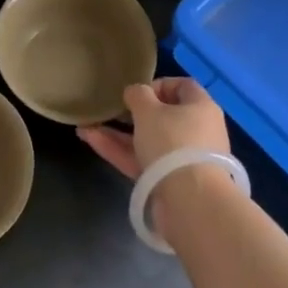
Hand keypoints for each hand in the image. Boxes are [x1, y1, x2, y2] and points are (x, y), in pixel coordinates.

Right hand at [77, 78, 228, 180]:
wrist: (189, 201)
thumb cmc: (173, 142)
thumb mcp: (149, 110)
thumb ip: (138, 95)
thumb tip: (135, 92)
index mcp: (201, 107)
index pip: (183, 87)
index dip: (158, 85)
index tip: (135, 93)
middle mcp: (196, 131)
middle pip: (163, 117)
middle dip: (132, 113)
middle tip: (111, 111)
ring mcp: (183, 159)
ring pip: (148, 141)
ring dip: (118, 134)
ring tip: (87, 126)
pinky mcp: (169, 182)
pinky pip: (143, 161)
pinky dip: (120, 151)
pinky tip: (91, 140)